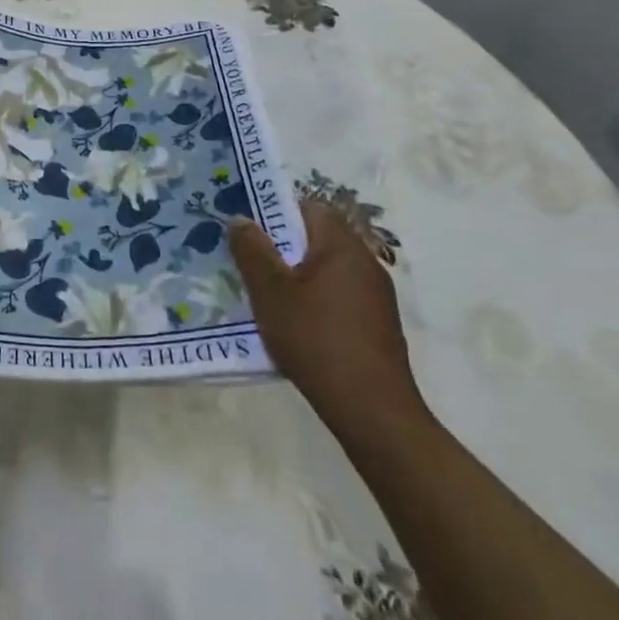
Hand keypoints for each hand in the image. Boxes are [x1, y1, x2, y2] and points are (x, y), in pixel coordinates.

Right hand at [230, 203, 427, 441]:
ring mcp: (376, 296)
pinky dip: (314, 300)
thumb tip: (240, 218)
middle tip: (248, 262)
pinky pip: (338, 296)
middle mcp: (365, 262)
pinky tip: (294, 325)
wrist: (373, 413)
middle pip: (316, 238)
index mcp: (342, 245)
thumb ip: (252, 250)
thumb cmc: (317, 340)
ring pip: (326, 269)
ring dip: (296, 276)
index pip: (308, 206)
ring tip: (265, 295)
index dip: (275, 211)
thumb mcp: (270, 292)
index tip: (248, 230)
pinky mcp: (377, 325)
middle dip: (281, 247)